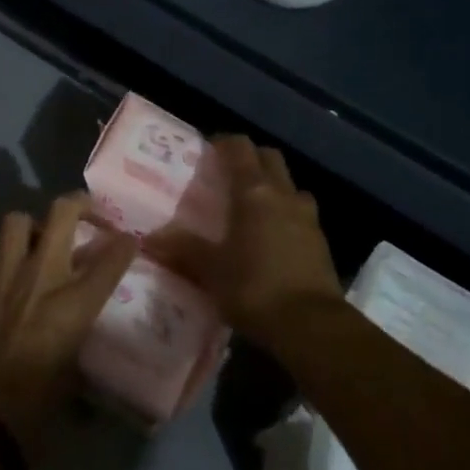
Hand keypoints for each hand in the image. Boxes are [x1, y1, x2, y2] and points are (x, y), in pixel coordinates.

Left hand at [0, 194, 136, 453]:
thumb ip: (78, 343)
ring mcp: (3, 277)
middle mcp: (41, 278)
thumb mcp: (70, 378)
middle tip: (87, 212)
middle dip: (79, 203)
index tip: (128, 240)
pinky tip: (6, 278)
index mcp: (73, 305)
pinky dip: (2, 261)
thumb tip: (79, 336)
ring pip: (18, 221)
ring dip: (32, 226)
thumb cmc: (31, 414)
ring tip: (39, 241)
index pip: (110, 259)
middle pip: (62, 213)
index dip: (124, 245)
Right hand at [150, 136, 343, 354]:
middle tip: (228, 174)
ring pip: (289, 184)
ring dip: (273, 186)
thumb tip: (148, 239)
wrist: (312, 326)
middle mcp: (283, 194)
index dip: (224, 143)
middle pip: (269, 158)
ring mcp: (307, 216)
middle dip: (250, 159)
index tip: (208, 150)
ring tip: (253, 206)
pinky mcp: (321, 241)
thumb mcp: (212, 271)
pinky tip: (272, 237)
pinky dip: (286, 213)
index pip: (240, 147)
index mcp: (253, 192)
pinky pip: (301, 212)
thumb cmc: (255, 287)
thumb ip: (183, 249)